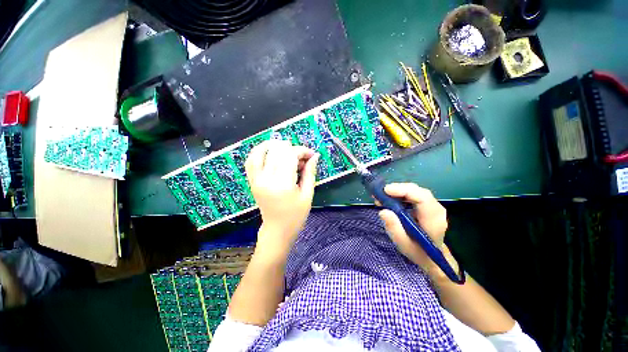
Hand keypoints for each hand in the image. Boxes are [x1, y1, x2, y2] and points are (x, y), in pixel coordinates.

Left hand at [245, 140, 318, 255]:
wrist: (277, 229)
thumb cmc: (296, 215)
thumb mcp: (307, 195)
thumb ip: (310, 173)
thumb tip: (315, 156)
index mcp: (282, 184)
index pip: (290, 155)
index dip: (302, 151)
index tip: (311, 155)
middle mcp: (266, 179)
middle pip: (276, 151)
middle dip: (291, 148)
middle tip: (301, 157)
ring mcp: (256, 179)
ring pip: (259, 151)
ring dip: (273, 145)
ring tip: (286, 148)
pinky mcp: (252, 181)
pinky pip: (250, 160)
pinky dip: (260, 151)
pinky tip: (270, 152)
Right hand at [378, 183, 456, 275]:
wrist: (431, 257)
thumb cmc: (417, 252)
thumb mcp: (403, 244)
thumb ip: (394, 229)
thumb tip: (383, 211)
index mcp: (433, 220)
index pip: (422, 198)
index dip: (404, 191)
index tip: (386, 191)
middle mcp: (436, 210)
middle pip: (418, 191)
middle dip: (398, 189)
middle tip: (380, 194)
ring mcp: (432, 206)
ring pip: (415, 191)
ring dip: (397, 191)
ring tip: (382, 197)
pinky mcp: (426, 205)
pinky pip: (413, 194)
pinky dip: (400, 194)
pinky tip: (389, 199)